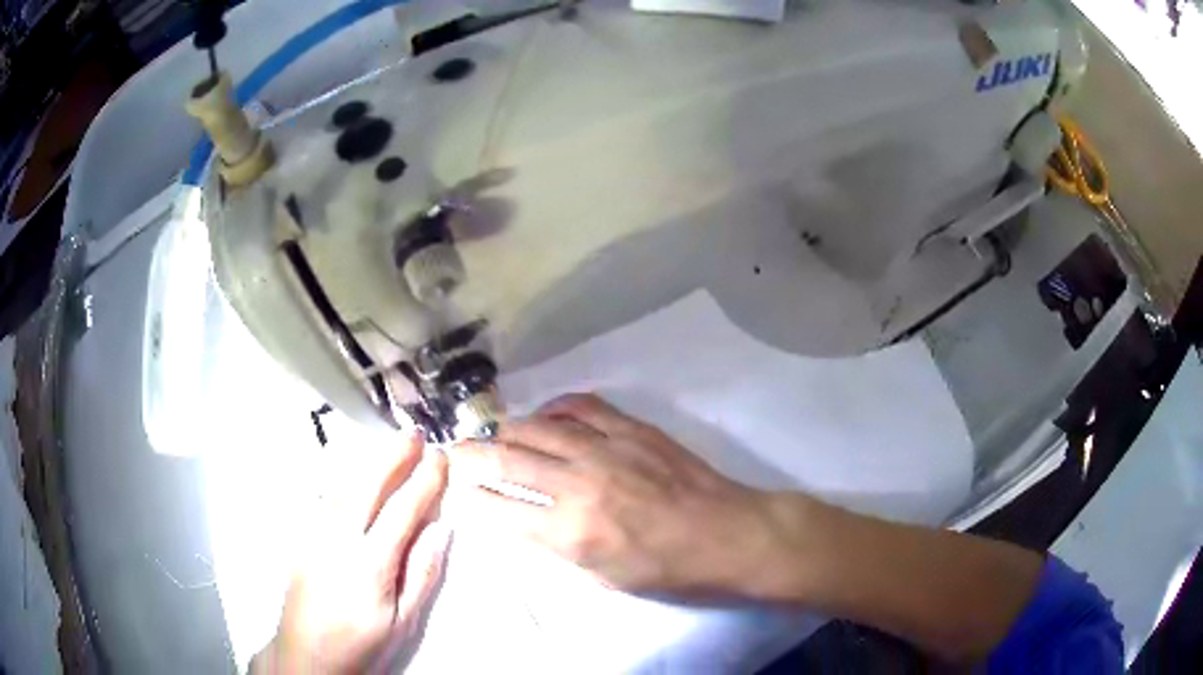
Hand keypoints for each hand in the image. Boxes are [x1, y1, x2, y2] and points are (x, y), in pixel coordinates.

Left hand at [256, 433, 449, 673]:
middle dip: (393, 455)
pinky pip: (324, 496)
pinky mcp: (300, 535)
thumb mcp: (404, 622)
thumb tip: (441, 528)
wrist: (307, 654)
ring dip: (367, 460)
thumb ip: (422, 574)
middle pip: (367, 485)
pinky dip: (344, 476)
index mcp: (369, 564)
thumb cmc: (362, 643)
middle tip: (415, 434)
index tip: (440, 457)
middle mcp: (337, 538)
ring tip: (389, 445)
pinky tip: (353, 472)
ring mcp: (313, 533)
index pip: (402, 510)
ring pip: (341, 484)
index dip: (424, 481)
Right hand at [452, 393, 787, 596]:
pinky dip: (554, 408)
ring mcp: (606, 449)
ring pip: (537, 428)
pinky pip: (581, 406)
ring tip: (494, 434)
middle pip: (507, 461)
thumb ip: (558, 546)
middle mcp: (579, 484)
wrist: (727, 534)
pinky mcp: (631, 428)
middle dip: (471, 456)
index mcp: (572, 532)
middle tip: (455, 452)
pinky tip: (545, 415)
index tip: (458, 489)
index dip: (473, 498)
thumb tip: (526, 520)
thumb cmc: (668, 570)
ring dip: (506, 430)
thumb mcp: (604, 577)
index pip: (501, 510)